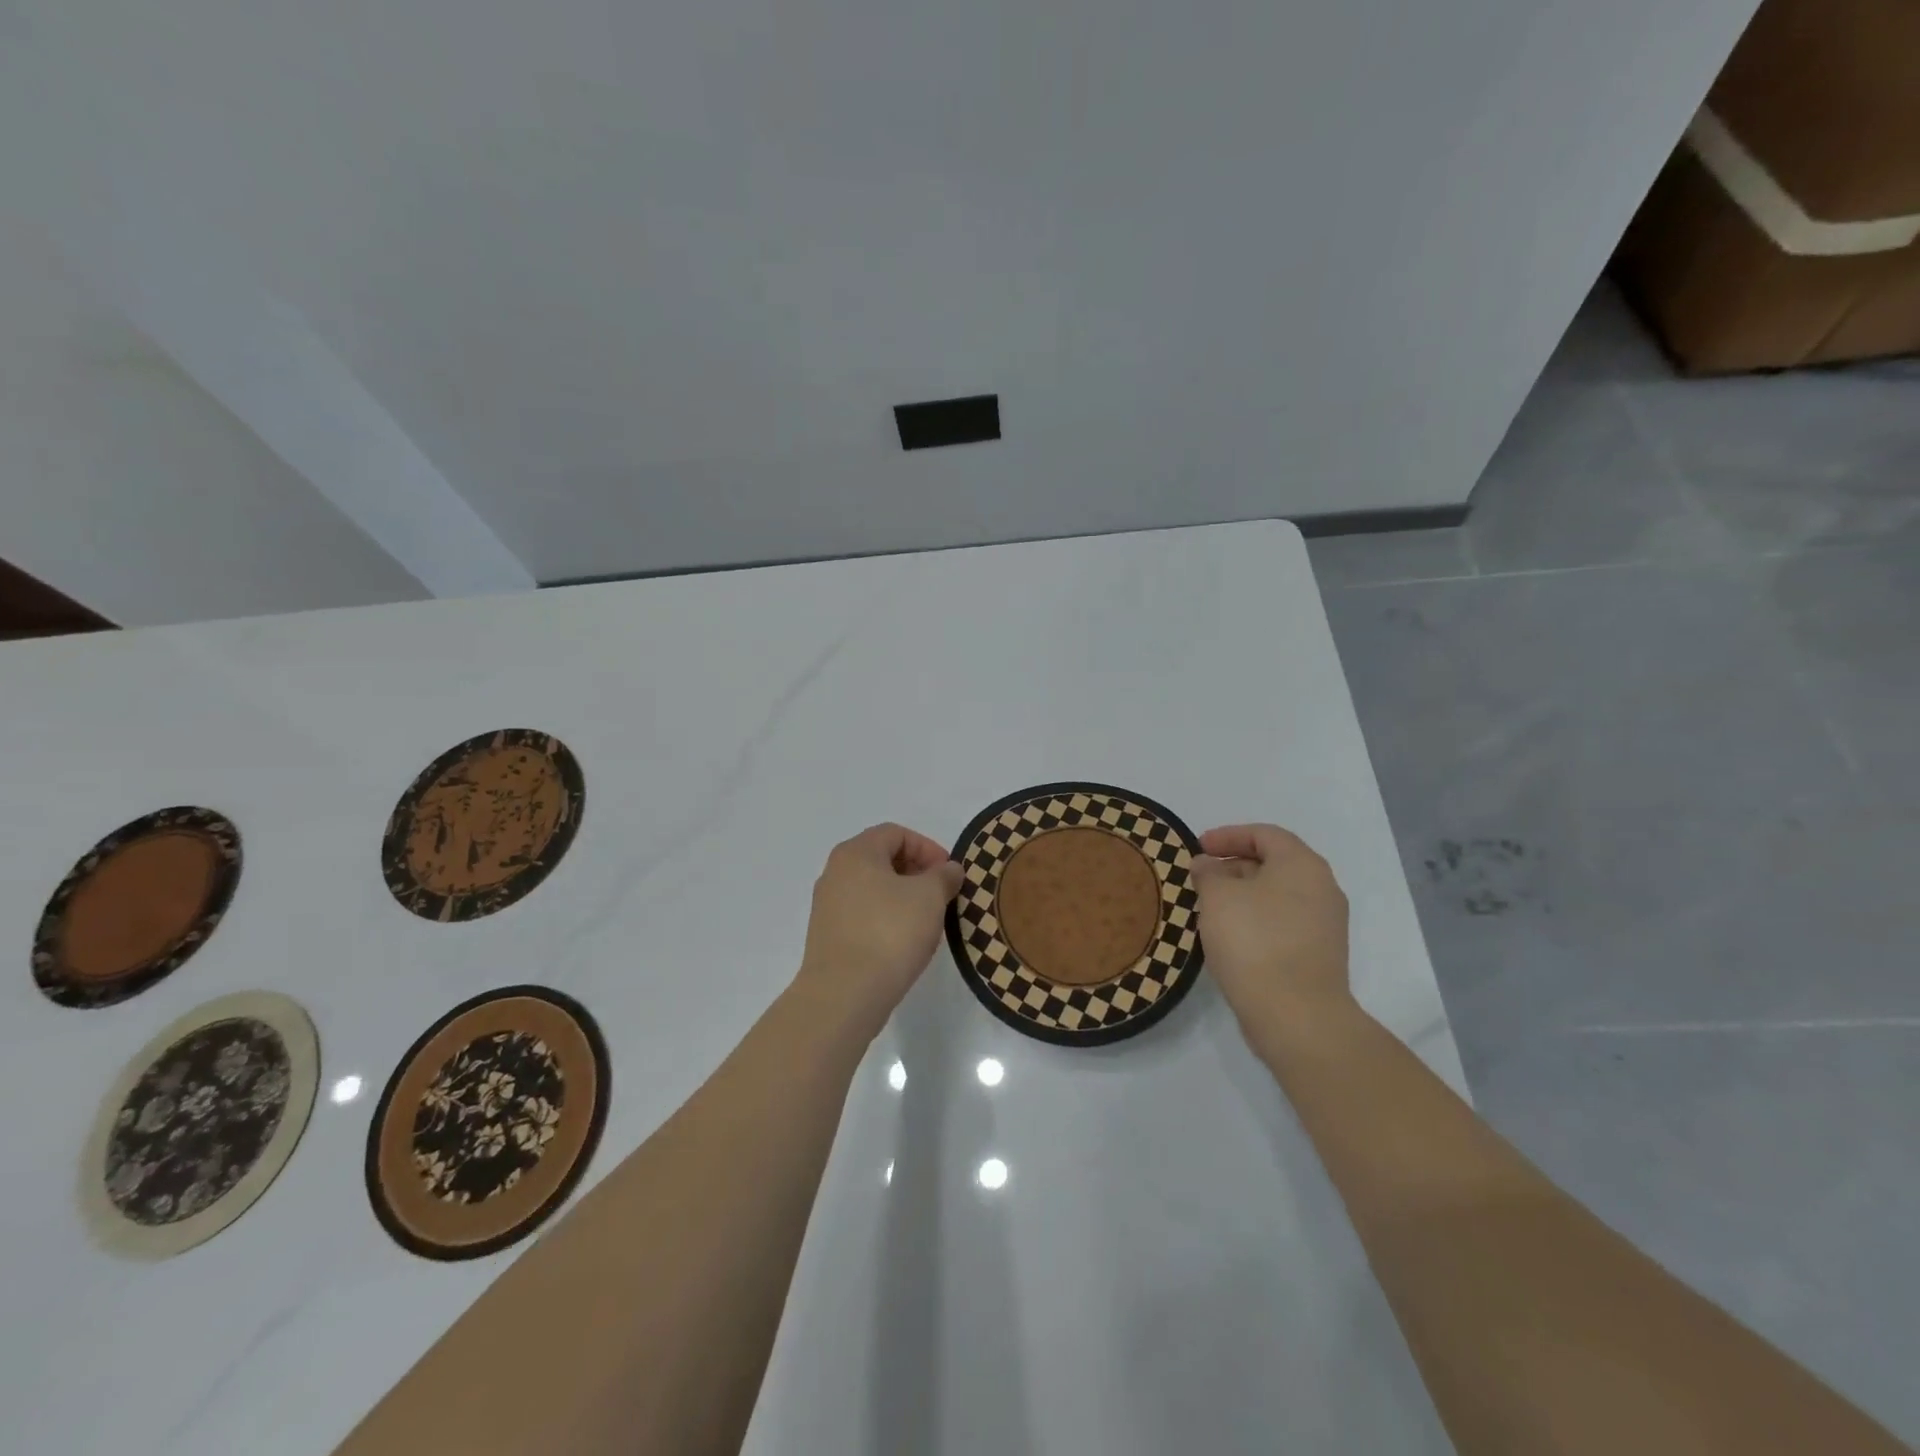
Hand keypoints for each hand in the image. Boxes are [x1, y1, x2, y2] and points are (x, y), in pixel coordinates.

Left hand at [794, 823, 963, 1036]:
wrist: (844, 994)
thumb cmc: (890, 933)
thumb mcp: (930, 897)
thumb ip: (944, 876)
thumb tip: (949, 870)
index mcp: (856, 853)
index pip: (896, 833)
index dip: (928, 848)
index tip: (949, 874)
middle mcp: (835, 872)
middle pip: (882, 858)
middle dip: (916, 872)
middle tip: (942, 894)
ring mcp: (827, 905)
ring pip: (872, 888)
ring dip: (903, 896)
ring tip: (927, 919)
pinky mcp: (827, 936)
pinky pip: (863, 914)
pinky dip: (886, 918)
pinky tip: (903, 941)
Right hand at [1193, 824, 1351, 1035]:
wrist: (1297, 1015)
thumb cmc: (1254, 941)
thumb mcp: (1218, 897)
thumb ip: (1208, 873)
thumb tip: (1207, 866)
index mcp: (1302, 864)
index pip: (1264, 834)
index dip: (1227, 836)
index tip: (1197, 848)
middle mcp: (1322, 888)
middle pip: (1274, 863)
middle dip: (1233, 866)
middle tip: (1200, 878)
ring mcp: (1325, 924)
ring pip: (1277, 895)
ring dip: (1242, 895)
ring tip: (1209, 907)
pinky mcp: (1319, 954)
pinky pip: (1283, 922)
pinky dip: (1256, 919)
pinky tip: (1230, 935)